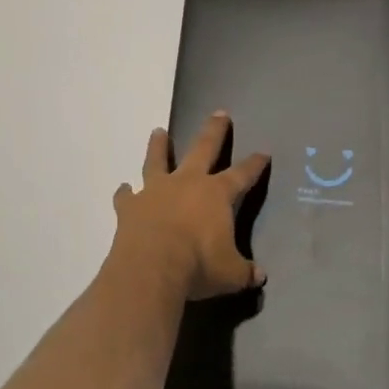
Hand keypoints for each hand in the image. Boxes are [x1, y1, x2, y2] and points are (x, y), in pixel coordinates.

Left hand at [112, 112, 269, 299]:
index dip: (254, 164)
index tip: (263, 152)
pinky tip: (124, 189)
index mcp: (216, 194)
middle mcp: (187, 183)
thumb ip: (244, 271)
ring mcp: (156, 190)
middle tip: (219, 112)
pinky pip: (127, 196)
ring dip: (158, 146)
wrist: (151, 268)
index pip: (242, 174)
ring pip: (158, 160)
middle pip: (203, 148)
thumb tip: (260, 276)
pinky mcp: (131, 206)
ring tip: (158, 132)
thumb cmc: (199, 266)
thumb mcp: (231, 274)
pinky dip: (125, 193)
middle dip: (214, 131)